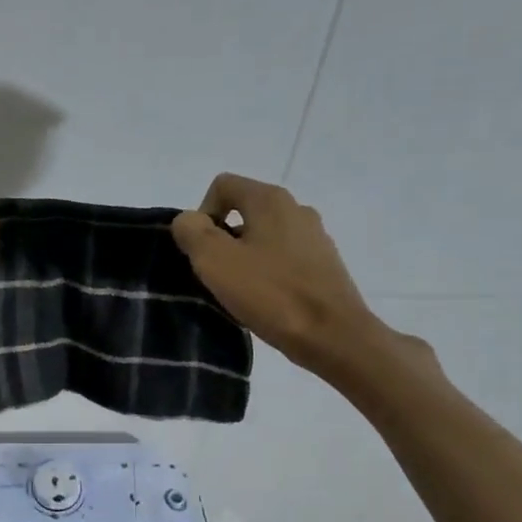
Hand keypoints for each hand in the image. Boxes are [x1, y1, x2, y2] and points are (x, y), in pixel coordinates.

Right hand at [171, 174, 380, 375]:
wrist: (332, 335)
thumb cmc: (270, 293)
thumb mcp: (214, 260)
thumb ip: (191, 231)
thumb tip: (189, 221)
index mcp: (270, 200)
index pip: (222, 186)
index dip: (201, 214)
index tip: (202, 252)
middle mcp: (296, 208)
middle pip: (243, 212)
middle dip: (222, 240)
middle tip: (216, 276)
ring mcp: (315, 237)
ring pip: (263, 237)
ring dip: (244, 259)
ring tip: (239, 293)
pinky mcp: (324, 265)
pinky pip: (283, 260)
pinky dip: (267, 274)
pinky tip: (264, 302)